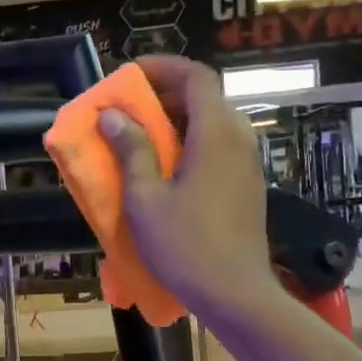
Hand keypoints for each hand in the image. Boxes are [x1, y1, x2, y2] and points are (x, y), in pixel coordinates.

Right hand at [95, 56, 278, 317]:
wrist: (235, 294)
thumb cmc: (185, 245)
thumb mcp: (145, 198)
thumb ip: (132, 150)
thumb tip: (113, 116)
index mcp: (215, 134)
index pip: (196, 77)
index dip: (163, 67)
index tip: (130, 75)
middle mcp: (238, 139)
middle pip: (206, 97)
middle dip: (166, 93)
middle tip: (130, 106)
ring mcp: (247, 164)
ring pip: (213, 123)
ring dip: (178, 119)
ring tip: (143, 135)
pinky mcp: (248, 185)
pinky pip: (219, 147)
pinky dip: (191, 142)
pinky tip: (167, 167)